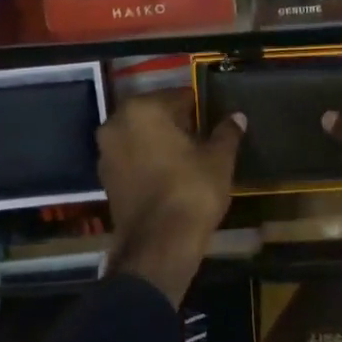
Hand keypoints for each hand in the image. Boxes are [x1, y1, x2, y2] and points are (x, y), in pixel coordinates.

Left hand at [97, 92, 243, 305]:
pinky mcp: (105, 180)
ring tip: (189, 158)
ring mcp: (105, 154)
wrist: (159, 245)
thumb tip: (237, 117)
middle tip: (203, 139)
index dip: (199, 108)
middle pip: (154, 115)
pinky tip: (170, 175)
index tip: (213, 120)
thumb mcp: (218, 159)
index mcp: (142, 110)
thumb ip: (226, 133)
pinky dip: (148, 162)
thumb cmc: (192, 191)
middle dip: (177, 124)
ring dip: (161, 143)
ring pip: (140, 138)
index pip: (178, 97)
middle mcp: (116, 125)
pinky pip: (132, 160)